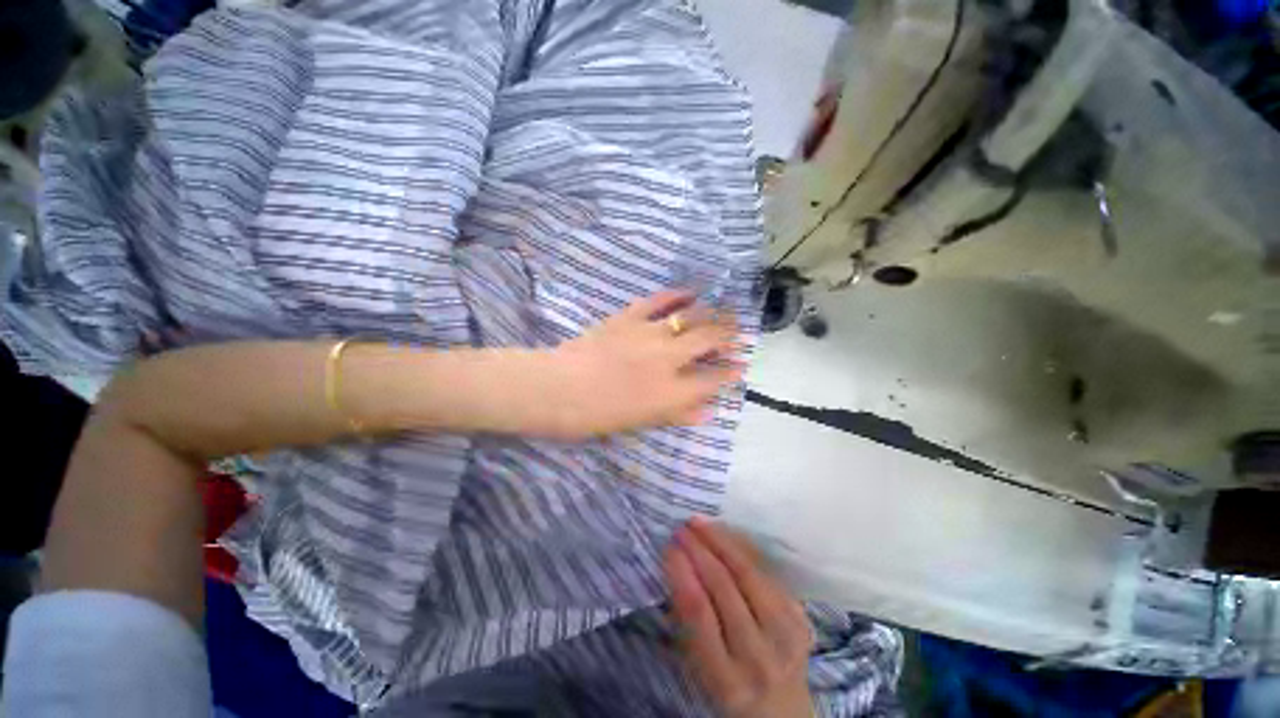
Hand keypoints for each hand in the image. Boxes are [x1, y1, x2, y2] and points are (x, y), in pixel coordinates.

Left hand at [534, 290, 742, 437]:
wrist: (556, 388)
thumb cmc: (595, 415)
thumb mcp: (638, 423)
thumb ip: (676, 415)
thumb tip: (706, 411)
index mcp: (670, 392)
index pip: (712, 379)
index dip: (730, 373)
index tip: (740, 367)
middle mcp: (667, 359)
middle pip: (710, 340)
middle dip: (729, 335)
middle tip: (737, 333)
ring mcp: (648, 333)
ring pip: (690, 317)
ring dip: (711, 313)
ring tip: (722, 312)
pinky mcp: (628, 317)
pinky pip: (658, 300)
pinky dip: (677, 294)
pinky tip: (690, 292)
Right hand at [665, 517, 814, 717]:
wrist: (784, 712)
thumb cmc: (731, 688)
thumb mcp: (701, 669)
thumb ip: (689, 622)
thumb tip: (678, 565)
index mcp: (726, 678)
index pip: (699, 612)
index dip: (682, 572)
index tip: (669, 547)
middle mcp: (760, 656)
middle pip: (725, 587)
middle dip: (700, 550)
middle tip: (682, 528)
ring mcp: (787, 635)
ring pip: (749, 573)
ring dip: (721, 541)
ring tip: (701, 523)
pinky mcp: (801, 617)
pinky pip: (767, 572)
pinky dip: (744, 548)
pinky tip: (726, 534)